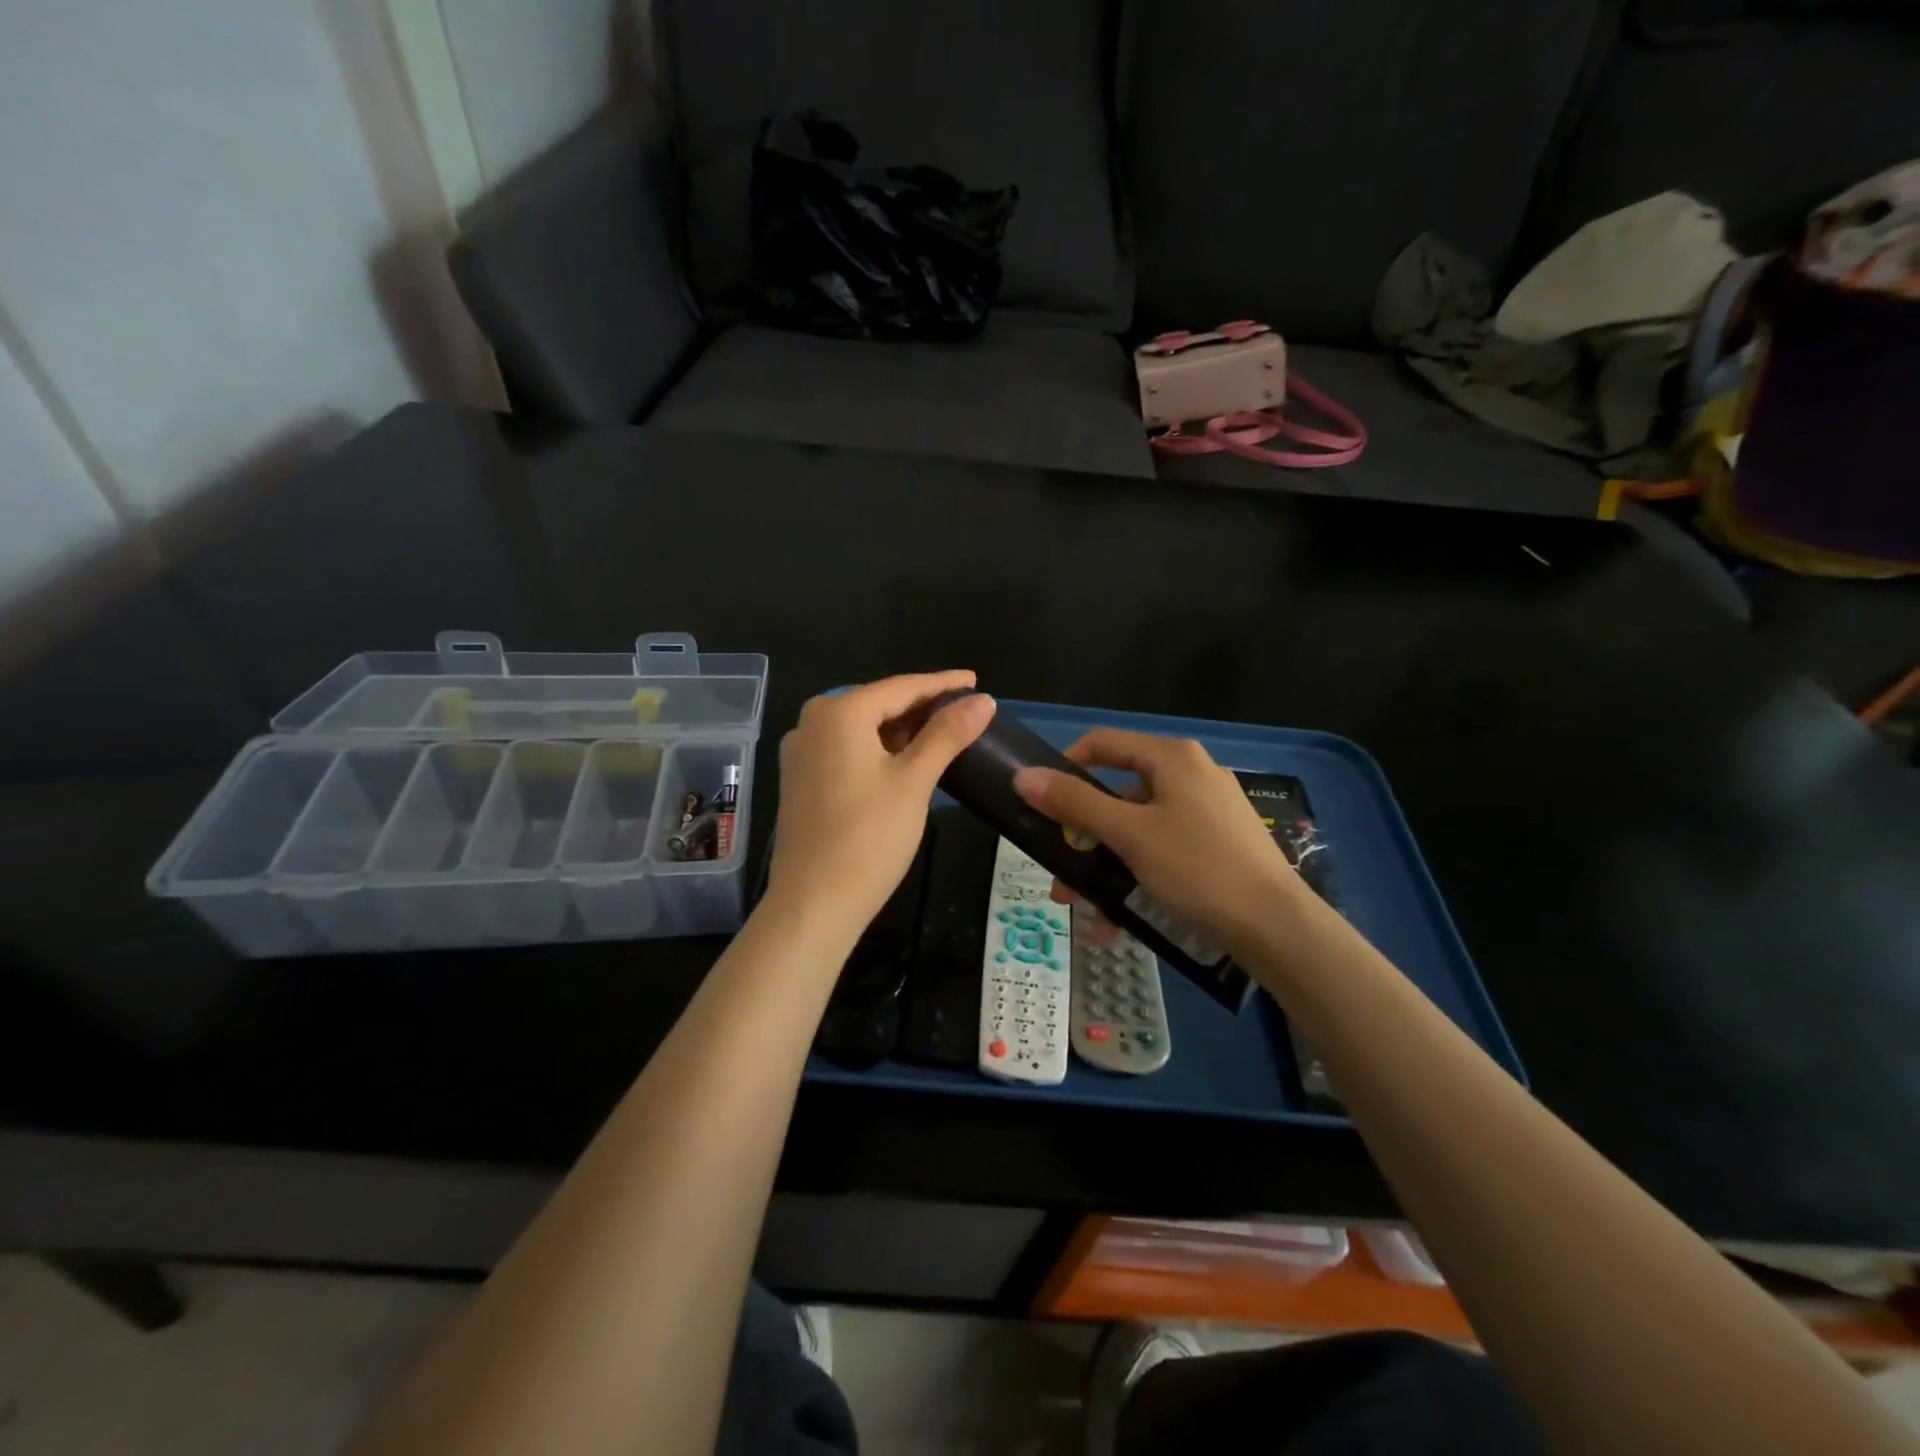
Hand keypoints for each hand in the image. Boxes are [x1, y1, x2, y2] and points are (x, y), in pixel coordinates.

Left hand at [764, 672, 994, 939]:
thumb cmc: (868, 837)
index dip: (942, 684)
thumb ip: (947, 734)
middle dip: (922, 707)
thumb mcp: (914, 781)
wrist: (813, 904)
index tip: (975, 680)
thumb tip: (982, 700)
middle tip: (965, 710)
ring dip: (902, 730)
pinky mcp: (802, 781)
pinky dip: (879, 750)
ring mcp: (802, 753)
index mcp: (838, 713)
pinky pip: (848, 750)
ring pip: (862, 729)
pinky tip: (906, 760)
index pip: (901, 687)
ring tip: (944, 733)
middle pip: (878, 704)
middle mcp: (812, 723)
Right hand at [1011, 729, 1303, 956]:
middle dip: (1082, 837)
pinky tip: (1120, 921)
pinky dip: (1137, 876)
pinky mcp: (1219, 844)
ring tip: (1087, 910)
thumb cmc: (1197, 867)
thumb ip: (1075, 803)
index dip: (1065, 766)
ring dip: (1105, 867)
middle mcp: (1191, 774)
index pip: (1103, 743)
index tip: (1042, 804)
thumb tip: (1023, 776)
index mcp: (1172, 758)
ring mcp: (1208, 810)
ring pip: (1138, 829)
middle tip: (1061, 875)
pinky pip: (1163, 850)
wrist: (1277, 927)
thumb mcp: (1129, 834)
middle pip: (1118, 794)